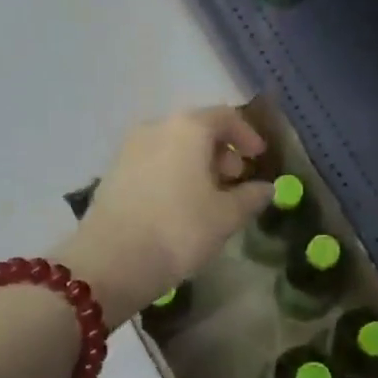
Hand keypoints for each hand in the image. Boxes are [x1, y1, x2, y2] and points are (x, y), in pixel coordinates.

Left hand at [59, 106, 273, 324]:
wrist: (110, 261)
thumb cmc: (179, 230)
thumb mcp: (226, 217)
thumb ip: (250, 197)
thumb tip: (267, 188)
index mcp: (187, 128)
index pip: (225, 117)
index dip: (247, 135)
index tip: (258, 158)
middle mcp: (156, 127)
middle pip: (196, 129)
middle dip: (220, 152)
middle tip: (235, 181)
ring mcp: (129, 149)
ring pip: (172, 146)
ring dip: (196, 164)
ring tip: (209, 197)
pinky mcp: (113, 172)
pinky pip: (153, 163)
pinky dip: (173, 174)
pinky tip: (179, 205)